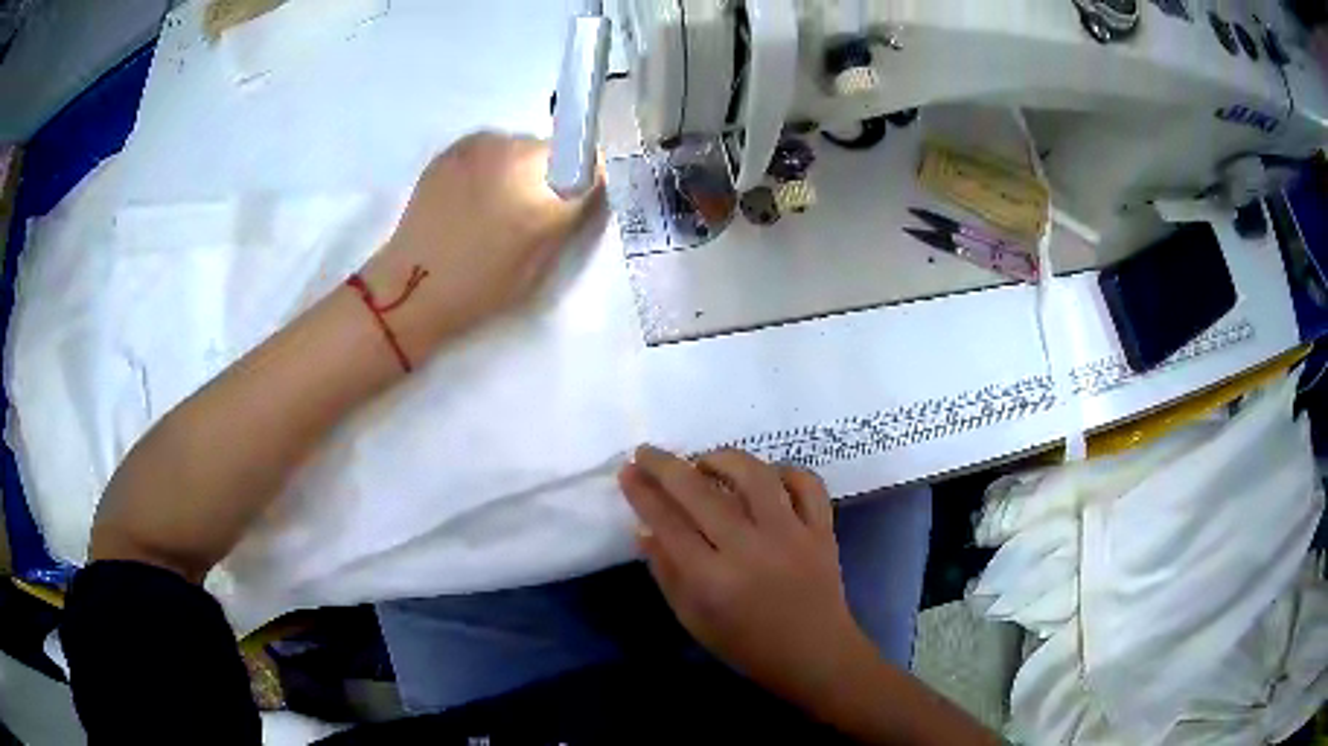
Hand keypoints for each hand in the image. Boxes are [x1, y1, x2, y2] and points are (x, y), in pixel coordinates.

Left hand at [360, 131, 603, 359]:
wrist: (412, 284)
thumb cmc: (480, 289)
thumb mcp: (540, 266)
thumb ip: (567, 221)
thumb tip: (586, 191)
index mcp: (546, 192)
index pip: (592, 166)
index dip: (590, 182)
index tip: (580, 201)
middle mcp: (518, 155)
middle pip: (557, 150)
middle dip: (555, 173)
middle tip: (535, 207)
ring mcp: (483, 145)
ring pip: (522, 146)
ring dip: (521, 166)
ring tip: (498, 200)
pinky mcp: (455, 146)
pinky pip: (491, 145)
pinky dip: (492, 163)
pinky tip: (475, 192)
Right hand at [618, 446, 872, 701]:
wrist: (815, 654)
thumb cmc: (747, 645)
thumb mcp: (694, 620)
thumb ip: (667, 573)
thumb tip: (643, 529)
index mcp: (713, 580)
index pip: (668, 524)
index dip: (643, 493)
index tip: (627, 471)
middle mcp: (750, 549)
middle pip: (702, 493)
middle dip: (667, 466)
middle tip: (648, 452)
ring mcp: (791, 535)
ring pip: (755, 476)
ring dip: (723, 459)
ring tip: (705, 461)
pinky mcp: (822, 530)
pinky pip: (806, 483)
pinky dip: (785, 471)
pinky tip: (766, 478)